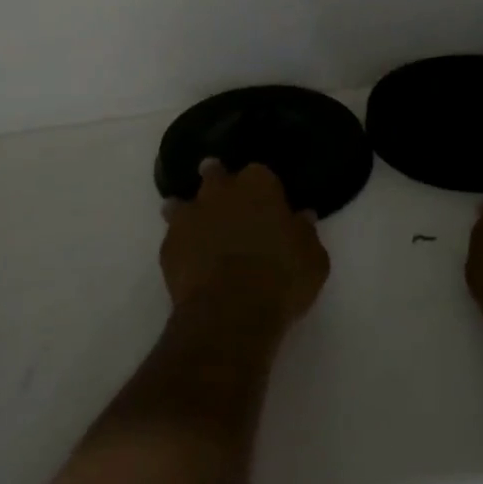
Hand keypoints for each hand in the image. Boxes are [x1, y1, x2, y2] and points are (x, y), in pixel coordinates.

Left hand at [160, 162, 329, 328]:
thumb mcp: (313, 258)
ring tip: (198, 227)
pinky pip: (173, 237)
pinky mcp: (169, 245)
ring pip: (184, 203)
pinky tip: (188, 259)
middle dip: (218, 182)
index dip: (263, 188)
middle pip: (215, 174)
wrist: (231, 311)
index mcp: (258, 185)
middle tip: (226, 201)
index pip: (260, 172)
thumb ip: (305, 232)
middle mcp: (221, 191)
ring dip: (190, 211)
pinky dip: (180, 244)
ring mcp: (190, 215)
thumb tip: (302, 217)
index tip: (267, 203)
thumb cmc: (281, 278)